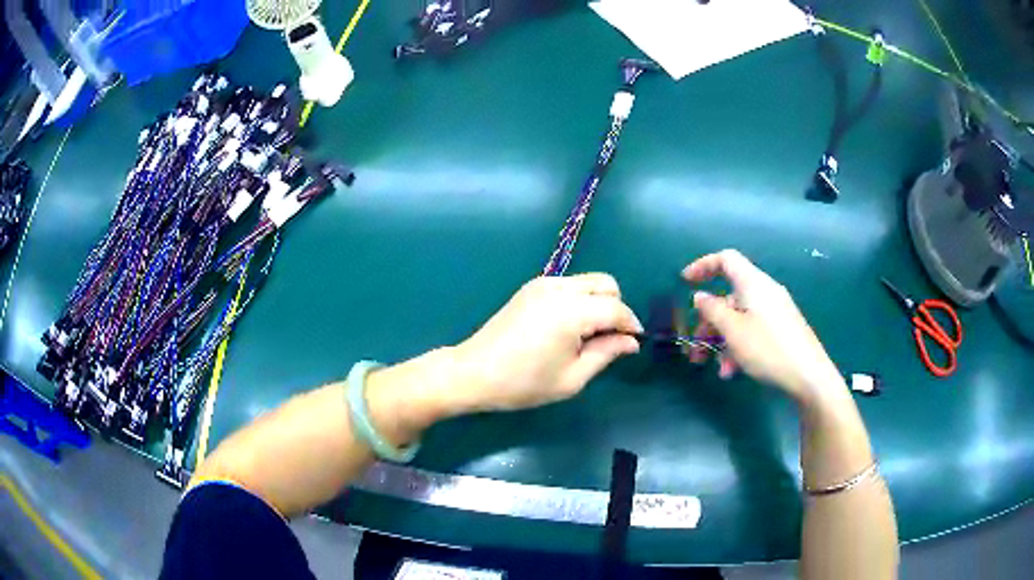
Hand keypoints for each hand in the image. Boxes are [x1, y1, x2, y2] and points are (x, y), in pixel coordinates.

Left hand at [452, 274, 642, 412]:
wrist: (474, 372)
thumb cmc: (524, 383)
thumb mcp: (572, 378)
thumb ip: (606, 353)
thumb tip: (631, 342)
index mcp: (571, 311)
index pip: (616, 308)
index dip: (630, 325)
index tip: (633, 344)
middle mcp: (559, 288)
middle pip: (606, 284)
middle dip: (616, 308)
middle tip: (609, 339)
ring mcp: (543, 283)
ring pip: (588, 281)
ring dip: (598, 302)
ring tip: (587, 335)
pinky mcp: (531, 287)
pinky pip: (569, 285)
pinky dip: (579, 300)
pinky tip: (567, 327)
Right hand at [682, 250, 843, 404]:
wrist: (809, 375)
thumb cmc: (768, 349)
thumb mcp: (733, 331)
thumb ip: (712, 311)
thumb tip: (700, 297)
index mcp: (753, 283)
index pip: (726, 260)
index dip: (703, 266)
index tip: (685, 282)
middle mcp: (765, 292)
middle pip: (730, 297)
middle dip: (709, 322)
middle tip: (696, 348)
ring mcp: (775, 311)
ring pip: (740, 318)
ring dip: (723, 341)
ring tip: (719, 369)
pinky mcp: (782, 329)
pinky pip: (753, 329)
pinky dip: (739, 346)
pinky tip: (734, 371)